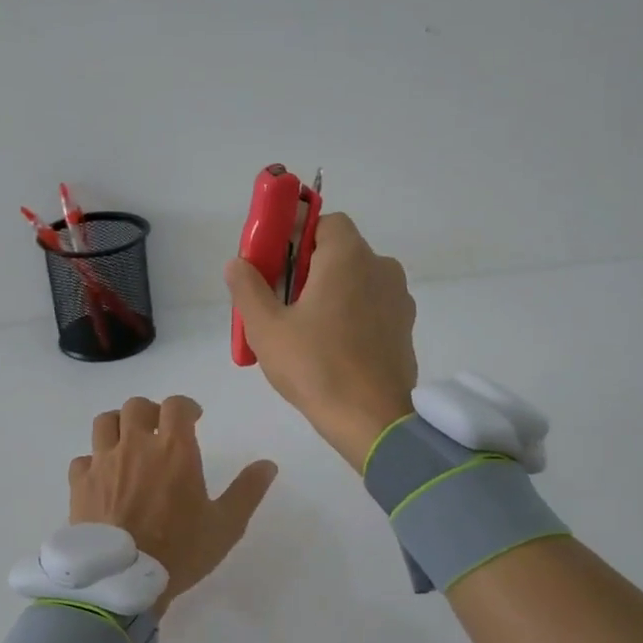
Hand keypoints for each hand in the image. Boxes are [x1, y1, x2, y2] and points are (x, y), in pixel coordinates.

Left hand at [68, 396, 278, 616]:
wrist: (123, 581)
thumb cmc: (180, 551)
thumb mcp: (226, 525)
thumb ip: (247, 491)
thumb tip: (268, 464)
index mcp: (174, 449)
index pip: (176, 405)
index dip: (186, 406)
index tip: (194, 418)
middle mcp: (136, 446)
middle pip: (136, 406)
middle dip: (151, 412)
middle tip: (160, 430)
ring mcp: (103, 462)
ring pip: (105, 422)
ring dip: (118, 426)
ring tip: (127, 443)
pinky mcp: (80, 483)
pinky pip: (83, 458)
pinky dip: (93, 461)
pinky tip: (103, 477)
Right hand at [224, 212, 418, 469]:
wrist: (372, 421)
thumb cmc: (315, 366)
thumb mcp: (266, 328)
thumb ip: (248, 287)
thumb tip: (238, 262)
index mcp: (349, 257)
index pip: (324, 221)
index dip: (296, 233)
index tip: (273, 261)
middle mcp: (381, 268)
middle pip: (339, 252)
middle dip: (307, 267)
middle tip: (278, 300)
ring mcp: (398, 300)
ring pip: (355, 281)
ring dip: (329, 292)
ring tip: (302, 330)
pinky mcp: (404, 329)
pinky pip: (370, 307)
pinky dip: (349, 315)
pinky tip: (329, 347)